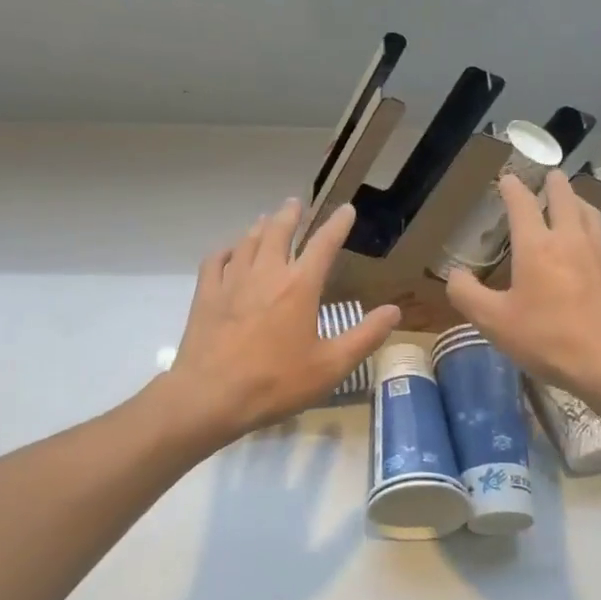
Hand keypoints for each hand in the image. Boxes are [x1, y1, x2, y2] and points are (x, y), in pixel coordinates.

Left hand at [164, 198, 399, 444]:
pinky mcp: (206, 295)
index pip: (324, 244)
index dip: (338, 224)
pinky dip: (226, 249)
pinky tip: (229, 251)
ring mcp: (232, 281)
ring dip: (260, 226)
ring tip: (266, 219)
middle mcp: (266, 273)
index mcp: (299, 287)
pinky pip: (216, 260)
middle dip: (290, 215)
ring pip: (248, 241)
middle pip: (278, 231)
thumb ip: (364, 337)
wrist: (210, 396)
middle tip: (295, 203)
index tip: (346, 209)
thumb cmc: (275, 383)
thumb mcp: (330, 367)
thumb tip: (394, 311)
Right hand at [446, 169, 600, 408]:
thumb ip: (466, 295)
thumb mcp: (494, 323)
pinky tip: (597, 243)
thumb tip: (454, 274)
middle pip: (564, 198)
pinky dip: (597, 230)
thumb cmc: (548, 340)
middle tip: (550, 176)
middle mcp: (571, 238)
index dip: (512, 188)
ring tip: (573, 201)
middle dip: (554, 184)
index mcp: (537, 246)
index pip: (522, 204)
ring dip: (578, 201)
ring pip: (591, 213)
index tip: (507, 179)